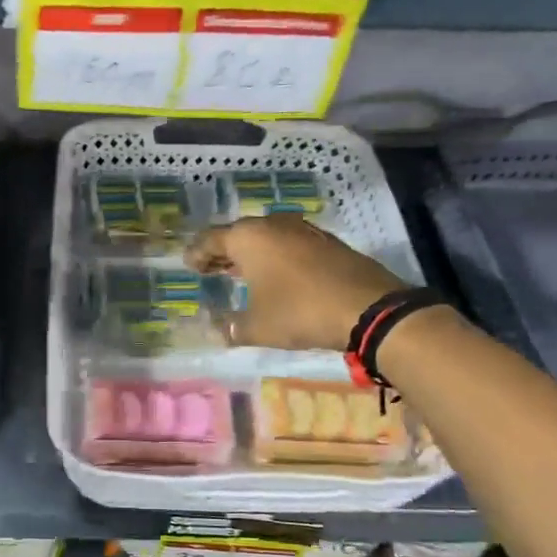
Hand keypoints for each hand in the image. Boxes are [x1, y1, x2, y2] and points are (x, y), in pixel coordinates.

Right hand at [185, 215, 407, 351]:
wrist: (367, 308)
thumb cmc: (299, 312)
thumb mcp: (258, 327)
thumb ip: (232, 327)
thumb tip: (219, 330)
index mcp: (248, 238)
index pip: (211, 240)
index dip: (197, 254)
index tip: (188, 265)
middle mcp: (273, 225)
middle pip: (238, 234)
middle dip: (222, 252)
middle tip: (210, 268)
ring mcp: (303, 230)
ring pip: (266, 237)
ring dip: (251, 253)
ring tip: (240, 272)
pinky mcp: (327, 241)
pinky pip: (289, 244)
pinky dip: (276, 256)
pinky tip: (276, 275)